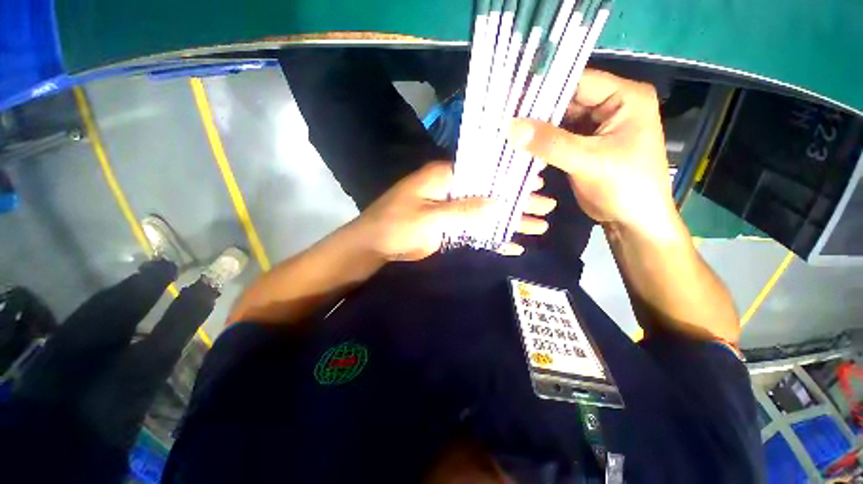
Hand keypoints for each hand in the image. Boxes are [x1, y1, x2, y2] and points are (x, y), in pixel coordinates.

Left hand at [354, 161, 554, 260]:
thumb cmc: (397, 226)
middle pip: (490, 194)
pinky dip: (493, 239)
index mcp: (444, 178)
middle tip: (546, 206)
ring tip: (539, 226)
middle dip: (517, 201)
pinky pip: (476, 232)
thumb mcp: (431, 217)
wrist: (375, 246)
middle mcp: (451, 191)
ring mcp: (451, 211)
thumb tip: (500, 202)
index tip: (537, 180)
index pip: (484, 171)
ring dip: (510, 221)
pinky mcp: (450, 229)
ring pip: (486, 214)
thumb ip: (465, 210)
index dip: (510, 176)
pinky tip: (513, 246)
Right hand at [507, 69, 674, 235]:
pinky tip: (520, 145)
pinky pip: (557, 138)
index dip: (545, 88)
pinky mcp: (583, 145)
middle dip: (537, 111)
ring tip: (506, 130)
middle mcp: (610, 106)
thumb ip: (550, 143)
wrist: (632, 221)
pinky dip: (540, 143)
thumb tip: (511, 126)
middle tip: (504, 116)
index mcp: (625, 97)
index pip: (579, 81)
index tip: (512, 98)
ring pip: (559, 120)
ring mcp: (595, 127)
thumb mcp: (588, 161)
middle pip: (567, 101)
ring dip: (536, 128)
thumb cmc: (625, 187)